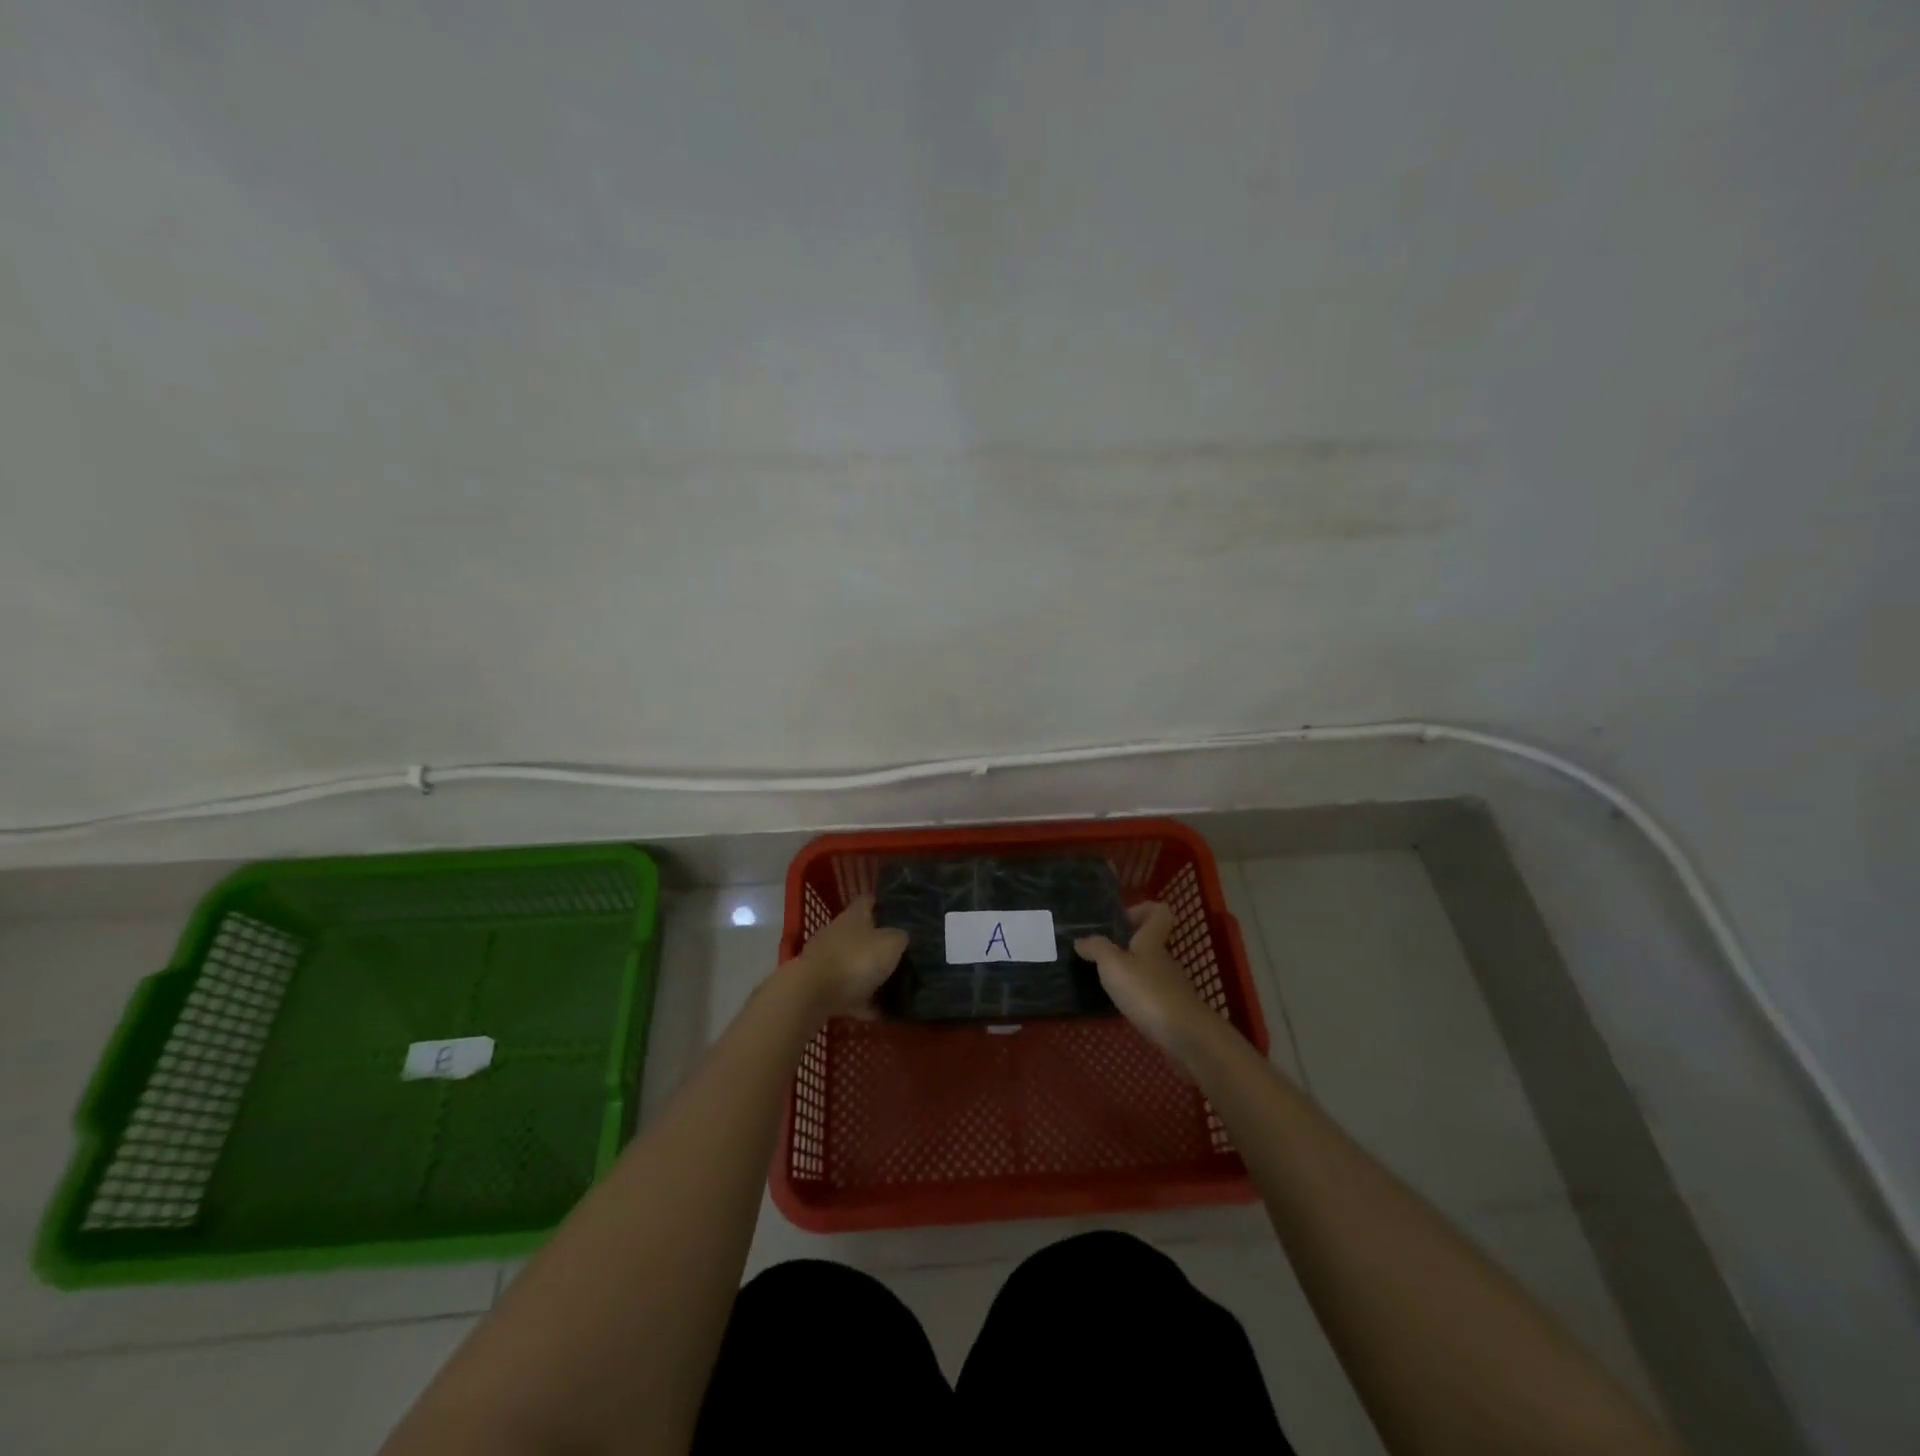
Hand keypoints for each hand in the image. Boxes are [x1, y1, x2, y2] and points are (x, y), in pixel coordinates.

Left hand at [794, 894, 908, 1018]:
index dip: (883, 903)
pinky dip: (861, 1001)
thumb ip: (900, 937)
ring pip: (852, 963)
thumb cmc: (855, 960)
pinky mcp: (819, 986)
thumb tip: (902, 936)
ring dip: (868, 974)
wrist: (812, 995)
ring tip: (893, 987)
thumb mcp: (891, 944)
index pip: (868, 900)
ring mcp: (825, 960)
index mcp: (853, 916)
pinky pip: (846, 992)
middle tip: (902, 953)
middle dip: (878, 943)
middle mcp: (836, 932)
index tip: (899, 911)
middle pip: (860, 933)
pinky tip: (879, 1012)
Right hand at [1076, 903, 1210, 1056]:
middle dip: (1126, 947)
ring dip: (1129, 975)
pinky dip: (1136, 999)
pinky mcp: (1173, 1011)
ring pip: (1149, 970)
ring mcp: (1171, 986)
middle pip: (1150, 943)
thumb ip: (1096, 948)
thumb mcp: (1113, 965)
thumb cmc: (1147, 992)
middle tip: (1100, 958)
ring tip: (1105, 986)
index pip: (1159, 912)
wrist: (1186, 1037)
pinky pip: (1151, 996)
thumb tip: (1081, 940)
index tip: (1120, 922)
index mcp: (1152, 941)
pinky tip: (1121, 1010)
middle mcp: (1164, 959)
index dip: (1142, 910)